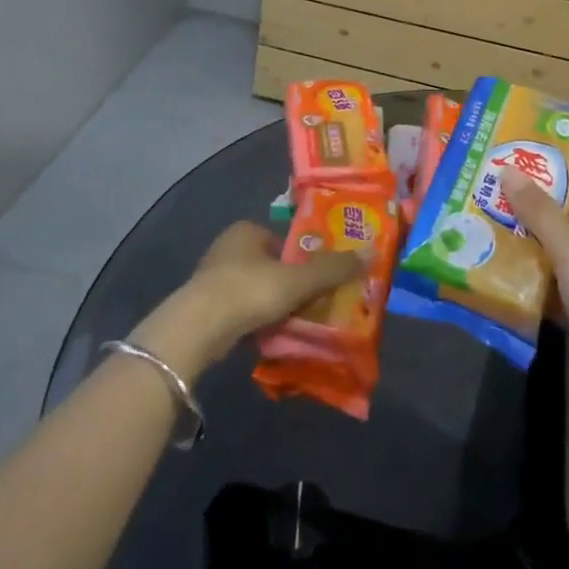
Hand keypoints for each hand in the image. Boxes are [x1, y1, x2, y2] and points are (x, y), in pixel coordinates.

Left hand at [129, 221, 359, 380]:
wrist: (198, 329)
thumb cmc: (250, 290)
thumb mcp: (298, 279)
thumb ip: (332, 269)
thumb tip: (370, 253)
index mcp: (246, 230)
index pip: (282, 239)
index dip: (301, 258)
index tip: (318, 280)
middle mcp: (226, 248)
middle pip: (268, 265)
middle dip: (287, 284)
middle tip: (311, 303)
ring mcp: (210, 279)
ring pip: (252, 290)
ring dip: (269, 306)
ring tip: (293, 324)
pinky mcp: (201, 310)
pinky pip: (238, 313)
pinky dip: (253, 322)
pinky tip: (267, 337)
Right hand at [507, 165, 568, 450]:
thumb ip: (542, 215)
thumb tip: (509, 171)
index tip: (555, 166)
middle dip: (547, 217)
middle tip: (503, 203)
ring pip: (567, 265)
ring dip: (537, 255)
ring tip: (494, 239)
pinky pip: (561, 300)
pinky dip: (538, 292)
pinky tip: (506, 286)